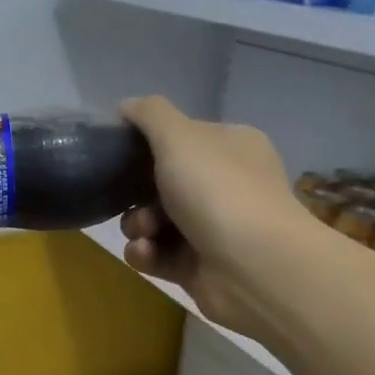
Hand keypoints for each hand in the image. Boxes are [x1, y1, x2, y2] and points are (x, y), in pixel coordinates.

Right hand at [117, 96, 324, 336]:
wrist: (254, 268)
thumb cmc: (217, 191)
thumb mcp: (179, 137)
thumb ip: (149, 115)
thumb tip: (125, 106)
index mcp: (231, 148)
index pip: (182, 138)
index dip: (149, 145)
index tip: (120, 154)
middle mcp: (227, 185)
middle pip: (161, 182)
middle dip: (136, 193)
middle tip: (128, 199)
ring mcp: (214, 228)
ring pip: (154, 220)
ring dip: (137, 225)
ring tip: (143, 232)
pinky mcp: (199, 266)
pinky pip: (158, 254)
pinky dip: (145, 253)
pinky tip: (146, 253)